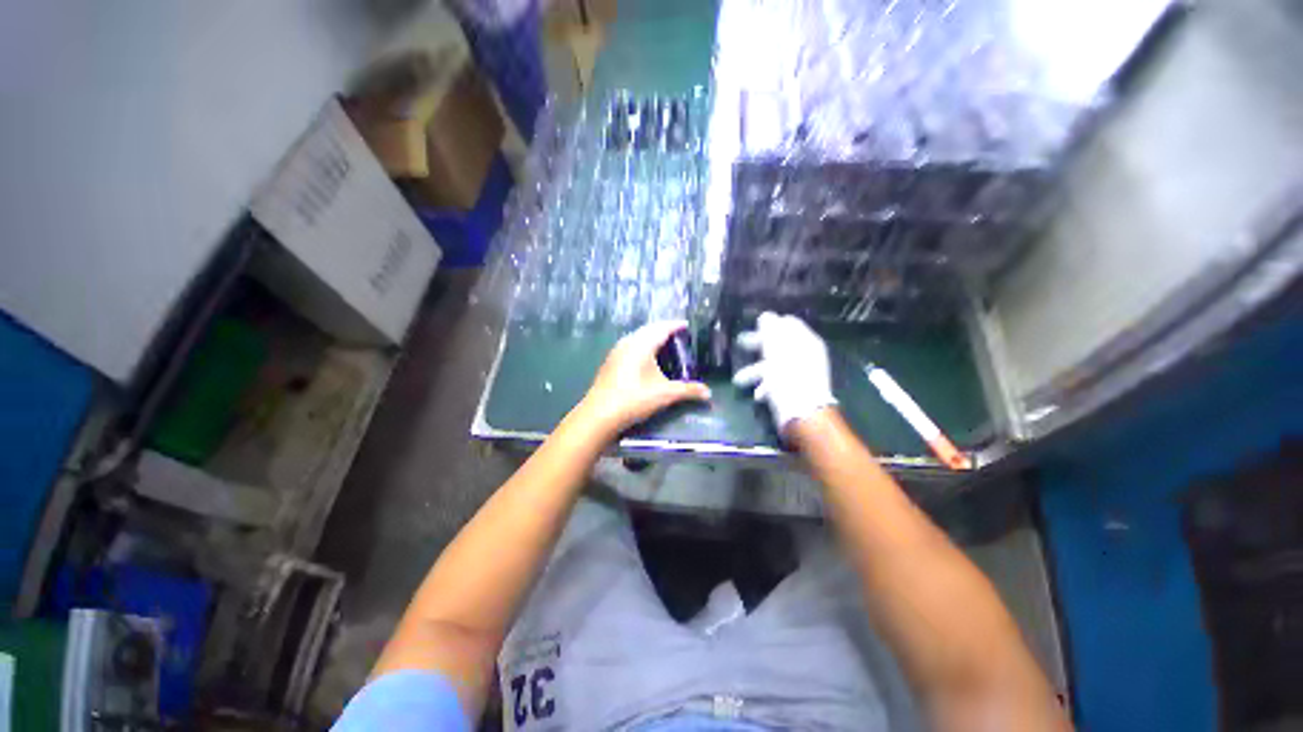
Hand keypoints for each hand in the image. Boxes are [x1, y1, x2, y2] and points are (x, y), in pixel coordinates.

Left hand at [577, 320, 711, 436]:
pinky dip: (641, 347)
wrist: (600, 414)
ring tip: (663, 345)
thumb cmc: (634, 399)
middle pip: (648, 330)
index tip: (686, 325)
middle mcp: (628, 343)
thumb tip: (708, 393)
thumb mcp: (665, 394)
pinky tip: (645, 360)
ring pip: (637, 338)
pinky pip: (629, 346)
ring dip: (650, 338)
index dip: (675, 325)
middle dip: (663, 330)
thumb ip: (688, 391)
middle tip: (677, 335)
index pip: (662, 328)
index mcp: (642, 344)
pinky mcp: (610, 363)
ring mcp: (616, 352)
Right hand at [733, 312, 836, 434]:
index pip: (789, 323)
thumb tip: (766, 315)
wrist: (802, 412)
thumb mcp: (776, 348)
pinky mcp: (794, 389)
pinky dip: (764, 385)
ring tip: (738, 380)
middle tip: (740, 343)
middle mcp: (805, 355)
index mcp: (805, 341)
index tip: (754, 325)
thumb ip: (770, 330)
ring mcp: (800, 373)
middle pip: (779, 343)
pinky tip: (757, 394)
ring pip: (774, 365)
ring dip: (754, 371)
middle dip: (757, 344)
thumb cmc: (788, 376)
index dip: (771, 323)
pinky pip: (777, 382)